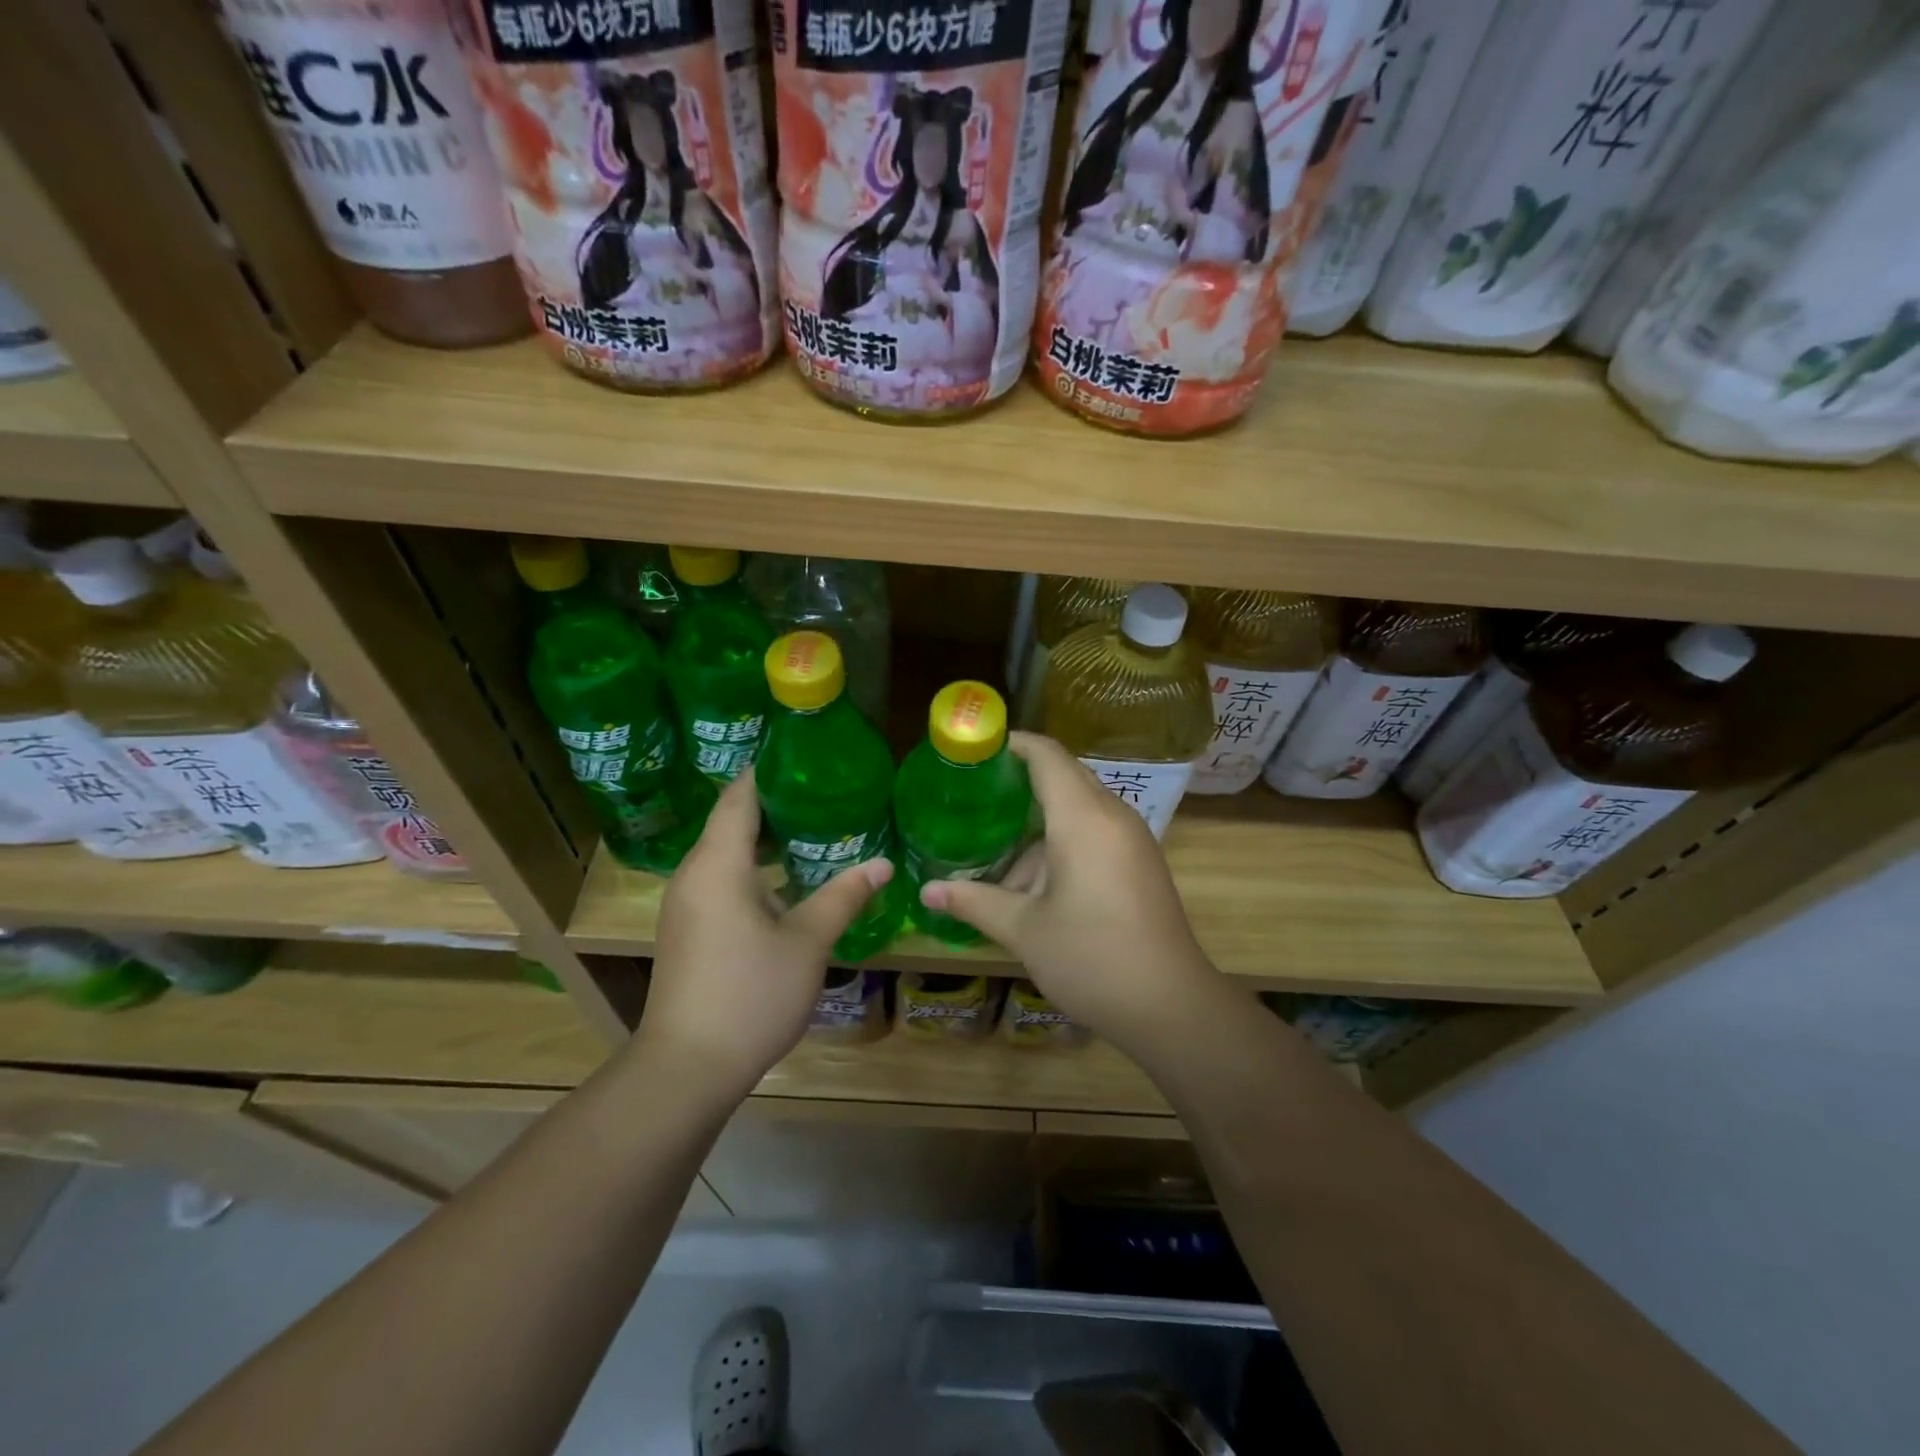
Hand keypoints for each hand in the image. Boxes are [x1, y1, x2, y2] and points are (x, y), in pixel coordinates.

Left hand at [634, 769, 893, 1103]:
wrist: (686, 1068)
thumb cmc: (750, 994)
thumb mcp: (808, 942)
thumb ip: (844, 896)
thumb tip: (883, 863)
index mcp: (718, 865)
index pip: (739, 797)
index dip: (766, 770)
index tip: (802, 752)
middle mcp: (694, 875)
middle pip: (731, 821)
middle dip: (774, 802)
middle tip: (823, 789)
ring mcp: (687, 904)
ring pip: (726, 853)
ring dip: (764, 838)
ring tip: (813, 827)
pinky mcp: (688, 929)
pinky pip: (721, 879)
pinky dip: (753, 867)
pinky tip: (788, 880)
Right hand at [919, 732, 1219, 1057]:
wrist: (1171, 1006)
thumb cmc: (1091, 959)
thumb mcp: (1024, 930)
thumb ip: (974, 902)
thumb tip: (926, 892)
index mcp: (1083, 819)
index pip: (1048, 756)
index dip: (1013, 744)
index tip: (977, 750)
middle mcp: (1112, 816)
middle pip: (1064, 777)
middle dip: (1020, 783)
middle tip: (973, 796)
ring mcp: (1132, 839)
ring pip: (1078, 810)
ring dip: (1038, 826)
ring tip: (994, 854)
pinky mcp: (1140, 863)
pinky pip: (1095, 832)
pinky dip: (1061, 843)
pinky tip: (1033, 883)